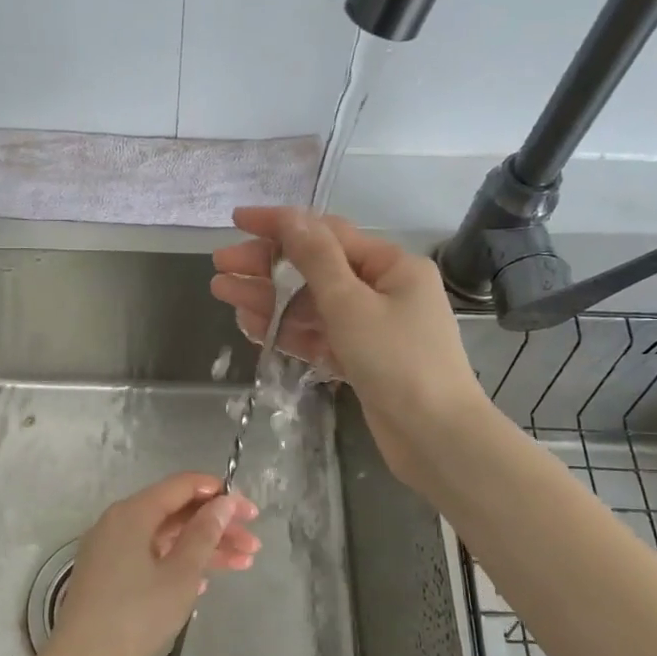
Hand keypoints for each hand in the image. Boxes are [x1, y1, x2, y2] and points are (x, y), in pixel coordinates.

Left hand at [44, 474, 260, 655]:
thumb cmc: (136, 615)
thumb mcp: (180, 574)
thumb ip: (204, 533)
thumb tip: (224, 502)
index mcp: (134, 512)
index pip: (182, 486)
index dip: (220, 494)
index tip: (250, 512)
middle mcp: (119, 521)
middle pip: (176, 512)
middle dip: (217, 527)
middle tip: (253, 545)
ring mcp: (111, 547)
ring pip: (166, 536)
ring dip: (204, 547)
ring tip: (243, 564)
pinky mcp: (108, 572)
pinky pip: (150, 554)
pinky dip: (178, 562)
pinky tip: (205, 581)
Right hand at [212, 207, 487, 493]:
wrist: (436, 438)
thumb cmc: (397, 361)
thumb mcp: (351, 303)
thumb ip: (316, 259)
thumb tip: (290, 217)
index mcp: (392, 266)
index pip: (327, 233)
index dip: (279, 224)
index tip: (237, 221)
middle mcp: (384, 290)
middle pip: (315, 269)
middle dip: (266, 266)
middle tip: (220, 267)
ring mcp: (372, 327)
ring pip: (312, 304)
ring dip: (269, 298)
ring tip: (223, 293)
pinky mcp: (362, 359)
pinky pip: (319, 335)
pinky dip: (288, 330)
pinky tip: (253, 325)